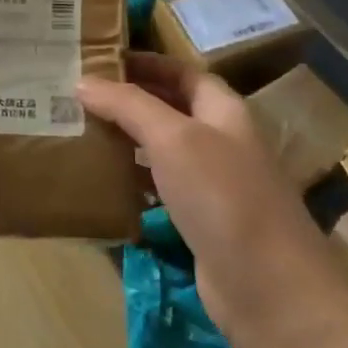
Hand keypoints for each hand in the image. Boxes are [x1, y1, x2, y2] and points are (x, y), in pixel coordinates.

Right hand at [77, 54, 347, 347]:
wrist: (269, 288)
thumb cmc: (224, 197)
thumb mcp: (174, 139)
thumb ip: (129, 106)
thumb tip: (83, 82)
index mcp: (224, 112)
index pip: (183, 73)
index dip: (146, 63)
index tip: (100, 60)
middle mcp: (220, 142)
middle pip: (171, 109)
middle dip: (129, 100)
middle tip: (78, 94)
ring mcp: (212, 185)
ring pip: (162, 150)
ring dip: (126, 139)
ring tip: (79, 130)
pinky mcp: (199, 221)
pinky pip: (159, 188)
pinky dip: (131, 181)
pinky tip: (101, 181)